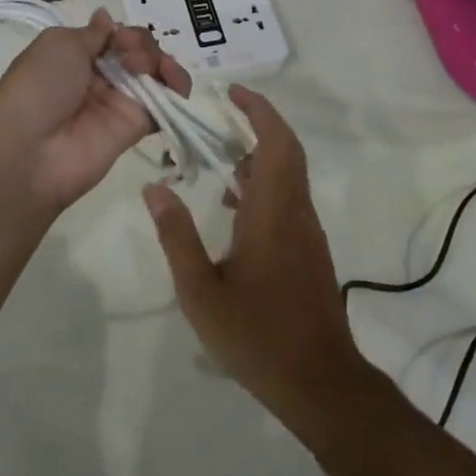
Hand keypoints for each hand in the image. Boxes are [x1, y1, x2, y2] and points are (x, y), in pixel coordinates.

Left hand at [0, 9, 190, 211]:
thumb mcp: (59, 44)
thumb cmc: (39, 88)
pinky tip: (175, 80)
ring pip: (154, 72)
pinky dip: (178, 87)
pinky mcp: (138, 126)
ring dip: (160, 60)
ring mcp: (120, 101)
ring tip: (150, 67)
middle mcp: (100, 77)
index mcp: (77, 56)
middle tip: (129, 55)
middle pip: (138, 50)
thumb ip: (93, 33)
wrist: (31, 151)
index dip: (124, 31)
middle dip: (142, 44)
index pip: (115, 35)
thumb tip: (106, 17)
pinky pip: (166, 103)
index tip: (119, 37)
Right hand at [143, 87, 383, 438]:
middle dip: (259, 123)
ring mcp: (308, 232)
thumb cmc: (257, 335)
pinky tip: (235, 209)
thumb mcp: (201, 291)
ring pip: (289, 175)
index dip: (258, 109)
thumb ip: (177, 237)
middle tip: (224, 112)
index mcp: (273, 212)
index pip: (275, 141)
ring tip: (220, 159)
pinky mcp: (310, 251)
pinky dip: (265, 185)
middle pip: (287, 150)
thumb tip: (154, 188)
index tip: (233, 92)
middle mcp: (296, 212)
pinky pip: (289, 199)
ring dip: (261, 155)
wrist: (320, 383)